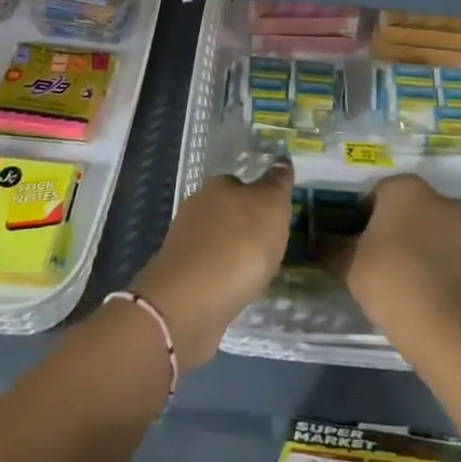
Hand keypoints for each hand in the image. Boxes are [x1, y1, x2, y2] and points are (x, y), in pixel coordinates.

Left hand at [128, 160, 294, 368]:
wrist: (192, 300)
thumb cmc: (239, 244)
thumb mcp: (271, 205)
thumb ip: (277, 183)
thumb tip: (281, 161)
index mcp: (217, 186)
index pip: (240, 183)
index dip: (258, 198)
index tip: (274, 218)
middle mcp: (196, 208)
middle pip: (226, 211)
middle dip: (244, 226)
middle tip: (269, 246)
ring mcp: (184, 242)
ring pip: (216, 241)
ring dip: (232, 252)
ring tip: (255, 272)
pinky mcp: (180, 276)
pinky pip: (209, 269)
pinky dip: (222, 276)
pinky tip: (235, 289)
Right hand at [327, 175, 460, 346]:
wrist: (448, 327)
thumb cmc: (391, 279)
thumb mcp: (348, 264)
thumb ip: (331, 247)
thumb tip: (319, 241)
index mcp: (404, 187)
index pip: (374, 195)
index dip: (359, 220)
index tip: (352, 246)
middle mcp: (437, 196)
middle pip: (403, 209)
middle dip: (388, 230)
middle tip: (371, 262)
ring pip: (425, 230)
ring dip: (412, 246)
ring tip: (397, 280)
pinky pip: (444, 251)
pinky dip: (432, 263)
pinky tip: (420, 290)